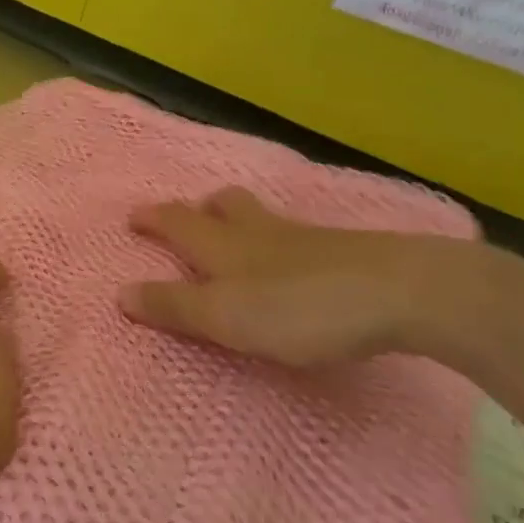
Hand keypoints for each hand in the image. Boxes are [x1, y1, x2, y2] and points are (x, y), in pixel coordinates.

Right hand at [120, 187, 466, 365]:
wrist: (403, 292)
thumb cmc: (300, 308)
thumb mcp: (225, 316)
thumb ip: (174, 306)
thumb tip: (120, 293)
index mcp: (224, 246)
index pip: (177, 222)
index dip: (153, 219)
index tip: (133, 216)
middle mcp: (260, 232)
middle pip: (226, 206)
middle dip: (202, 208)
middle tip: (192, 217)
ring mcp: (307, 239)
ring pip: (264, 218)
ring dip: (242, 220)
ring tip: (240, 239)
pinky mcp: (346, 253)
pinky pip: (298, 238)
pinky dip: (282, 243)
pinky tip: (295, 265)